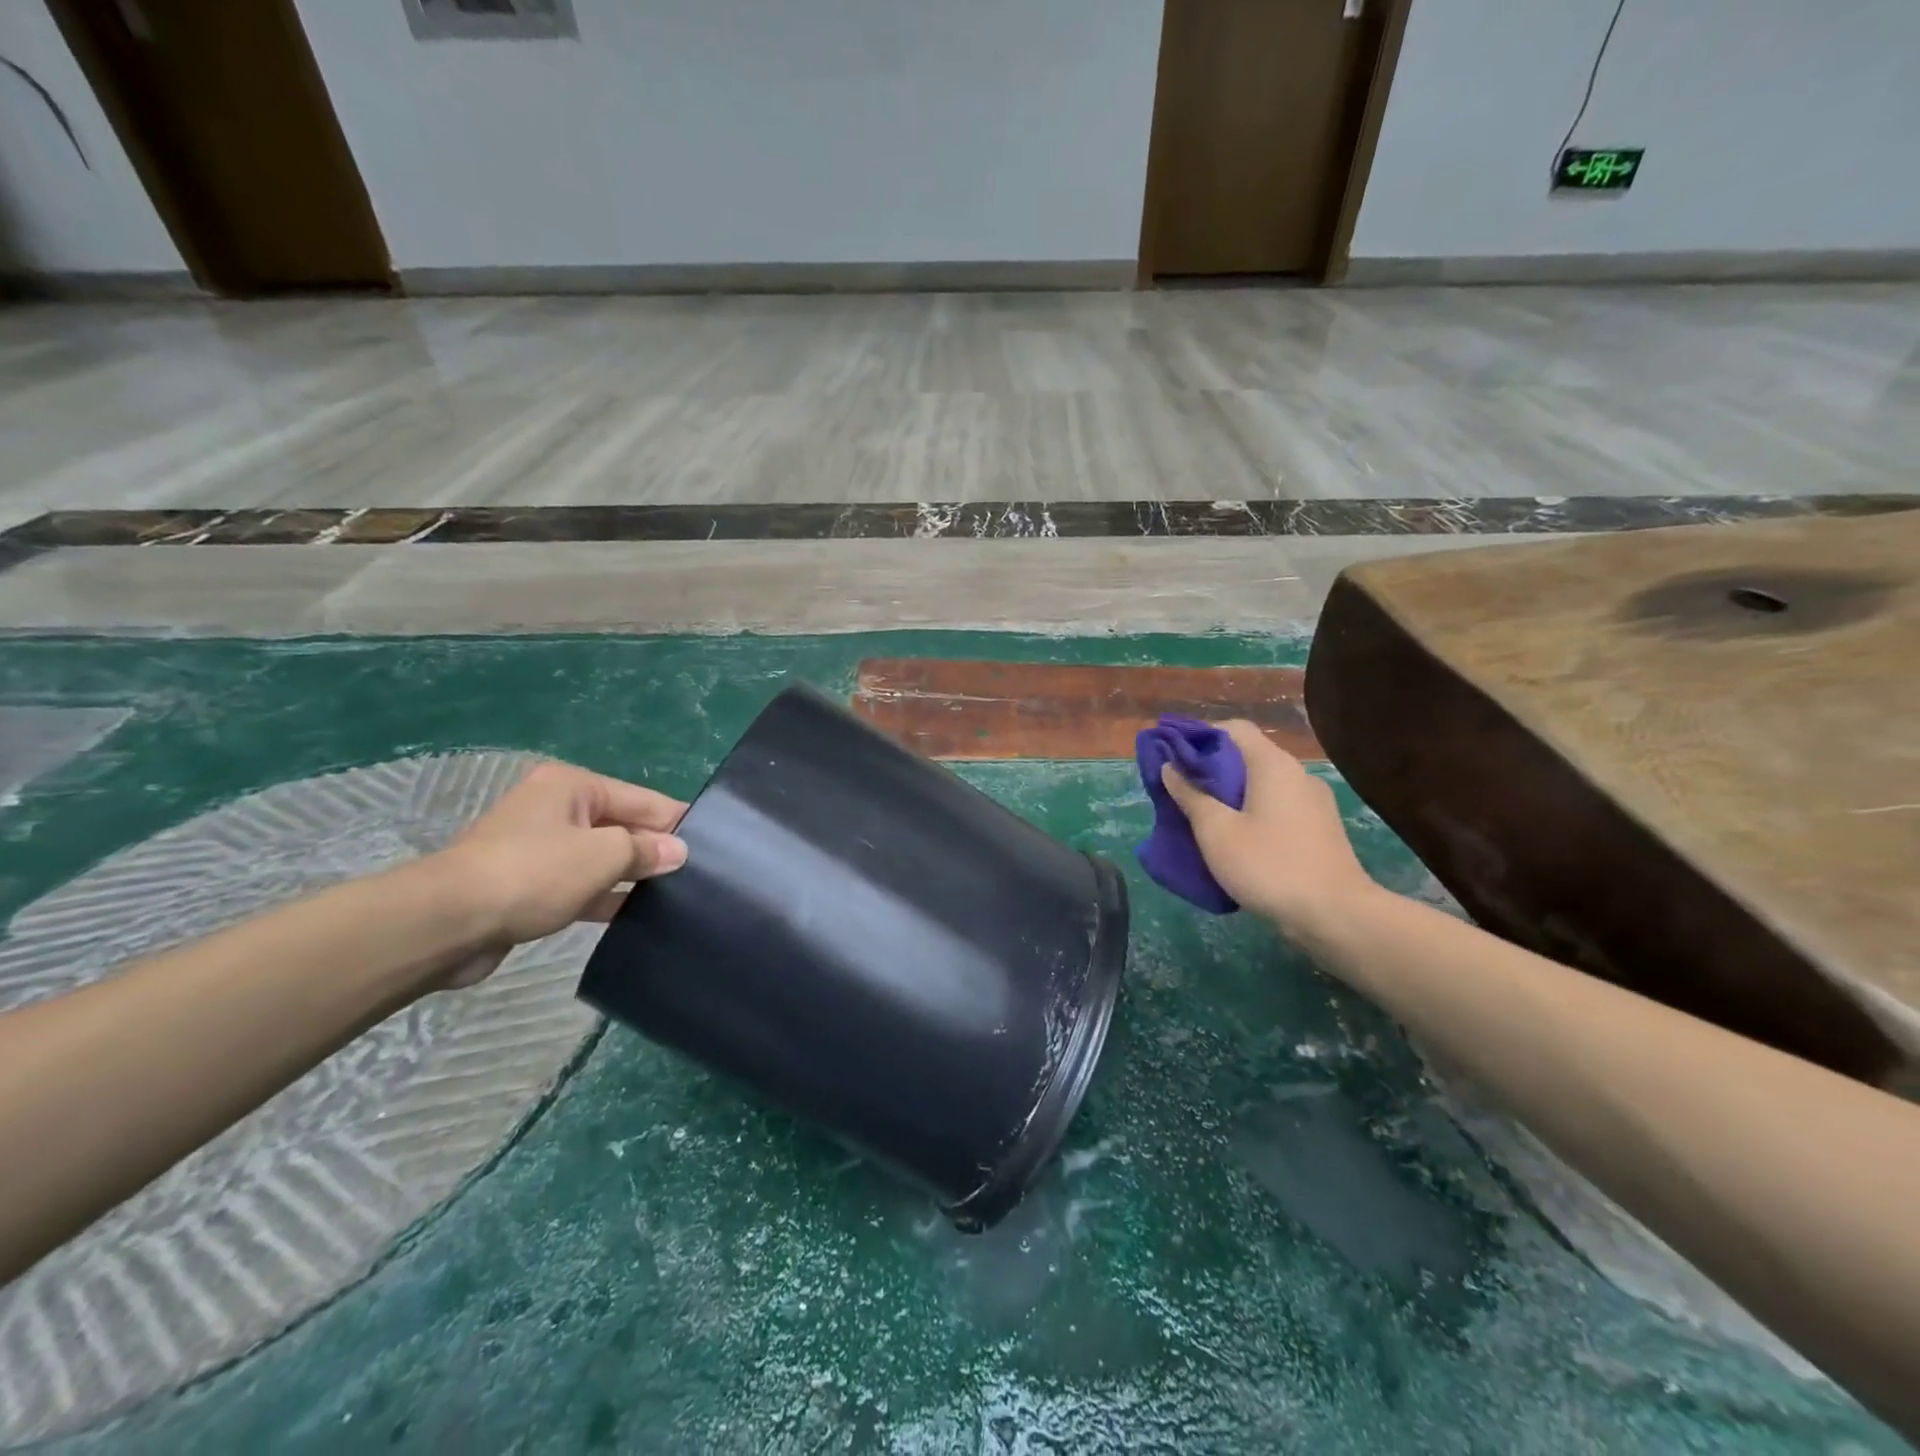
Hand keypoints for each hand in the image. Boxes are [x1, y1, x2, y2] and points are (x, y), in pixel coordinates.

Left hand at [430, 761, 687, 985]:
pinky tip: (637, 914)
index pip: (642, 799)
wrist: (447, 923)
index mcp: (573, 787)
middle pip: (622, 826)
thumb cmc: (532, 873)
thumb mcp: (603, 856)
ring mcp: (541, 848)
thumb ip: (646, 850)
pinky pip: (581, 885)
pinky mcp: (531, 885)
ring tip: (676, 896)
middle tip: (698, 874)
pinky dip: (606, 895)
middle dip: (655, 849)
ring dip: (632, 875)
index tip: (713, 843)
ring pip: (602, 858)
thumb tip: (678, 851)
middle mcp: (557, 809)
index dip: (676, 821)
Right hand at [1159, 720, 1378, 941]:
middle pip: (1247, 755)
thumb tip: (1171, 767)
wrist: (1335, 915)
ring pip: (1262, 783)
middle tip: (1179, 789)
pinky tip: (1235, 837)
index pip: (1233, 728)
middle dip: (1210, 767)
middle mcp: (1297, 774)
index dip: (1199, 736)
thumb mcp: (1216, 832)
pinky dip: (1251, 810)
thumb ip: (1191, 796)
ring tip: (1201, 815)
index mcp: (1273, 765)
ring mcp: (1313, 801)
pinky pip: (1277, 805)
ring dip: (1230, 792)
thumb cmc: (1269, 866)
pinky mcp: (1319, 827)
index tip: (1172, 756)